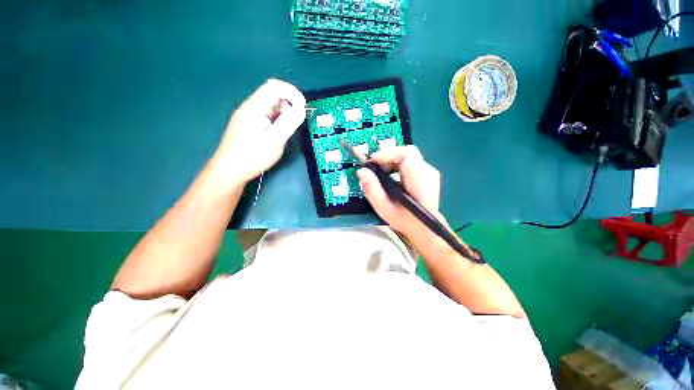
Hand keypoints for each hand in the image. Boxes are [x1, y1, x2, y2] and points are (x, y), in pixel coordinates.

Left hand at [214, 79, 306, 183]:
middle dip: (289, 104)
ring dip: (283, 113)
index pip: (275, 86)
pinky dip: (276, 119)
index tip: (303, 107)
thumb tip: (302, 109)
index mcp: (255, 107)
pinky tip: (277, 133)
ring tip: (286, 131)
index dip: (292, 93)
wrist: (230, 170)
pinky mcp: (248, 123)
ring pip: (270, 105)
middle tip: (295, 122)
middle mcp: (250, 106)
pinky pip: (265, 115)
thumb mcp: (275, 140)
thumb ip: (289, 123)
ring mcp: (247, 115)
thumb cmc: (253, 156)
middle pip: (272, 94)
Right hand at [356, 146, 442, 234]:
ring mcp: (429, 171)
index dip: (388, 154)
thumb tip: (361, 171)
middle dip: (387, 156)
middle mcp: (428, 172)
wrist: (423, 227)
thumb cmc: (404, 220)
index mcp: (420, 181)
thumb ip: (372, 190)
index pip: (407, 155)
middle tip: (374, 167)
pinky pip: (409, 161)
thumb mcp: (384, 208)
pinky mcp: (426, 172)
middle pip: (407, 152)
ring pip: (407, 155)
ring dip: (391, 160)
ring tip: (380, 172)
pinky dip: (396, 164)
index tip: (372, 161)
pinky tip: (390, 175)